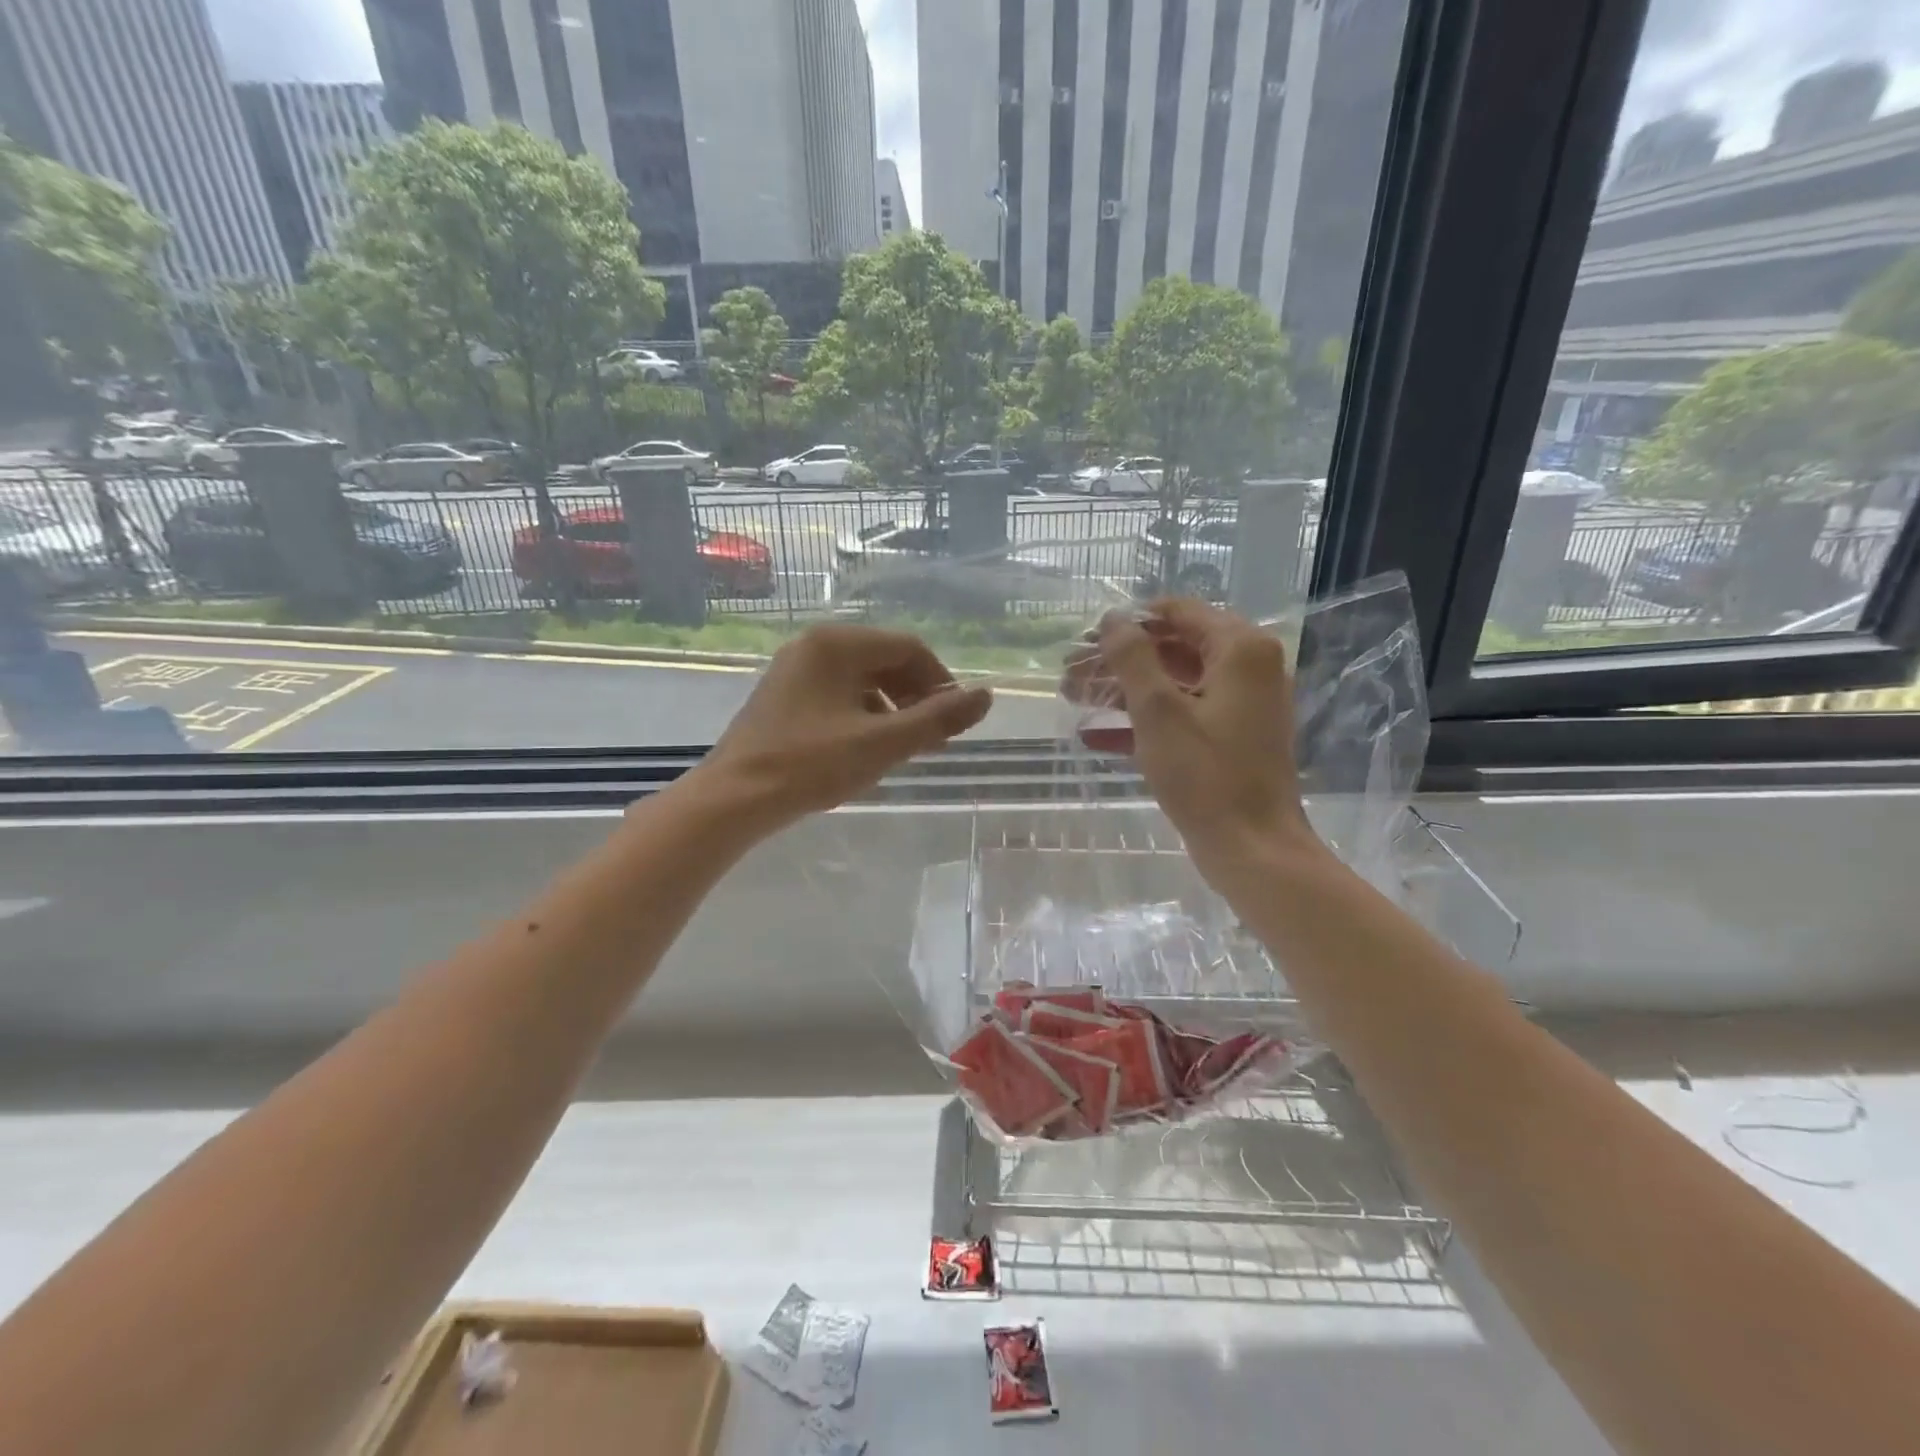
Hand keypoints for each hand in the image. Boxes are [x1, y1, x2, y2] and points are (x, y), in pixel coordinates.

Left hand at [686, 624, 992, 834]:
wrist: (733, 799)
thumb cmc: (810, 765)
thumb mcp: (883, 743)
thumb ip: (938, 719)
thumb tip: (986, 696)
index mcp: (837, 644)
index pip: (909, 648)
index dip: (940, 682)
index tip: (954, 721)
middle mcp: (814, 645)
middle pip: (885, 660)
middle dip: (915, 696)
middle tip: (932, 738)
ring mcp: (794, 669)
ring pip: (862, 679)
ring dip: (891, 708)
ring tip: (902, 748)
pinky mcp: (783, 695)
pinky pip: (838, 693)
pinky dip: (862, 715)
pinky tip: (865, 748)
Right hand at [1068, 599, 1323, 884]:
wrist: (1253, 849)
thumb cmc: (1206, 775)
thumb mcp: (1158, 711)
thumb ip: (1132, 658)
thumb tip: (1112, 618)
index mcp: (1241, 649)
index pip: (1178, 612)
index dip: (1128, 622)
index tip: (1086, 640)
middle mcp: (1249, 667)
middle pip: (1174, 647)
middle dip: (1119, 660)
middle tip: (1071, 674)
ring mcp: (1243, 705)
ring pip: (1175, 682)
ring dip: (1124, 690)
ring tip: (1073, 698)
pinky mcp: (1232, 737)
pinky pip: (1184, 714)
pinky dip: (1145, 720)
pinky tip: (1096, 735)